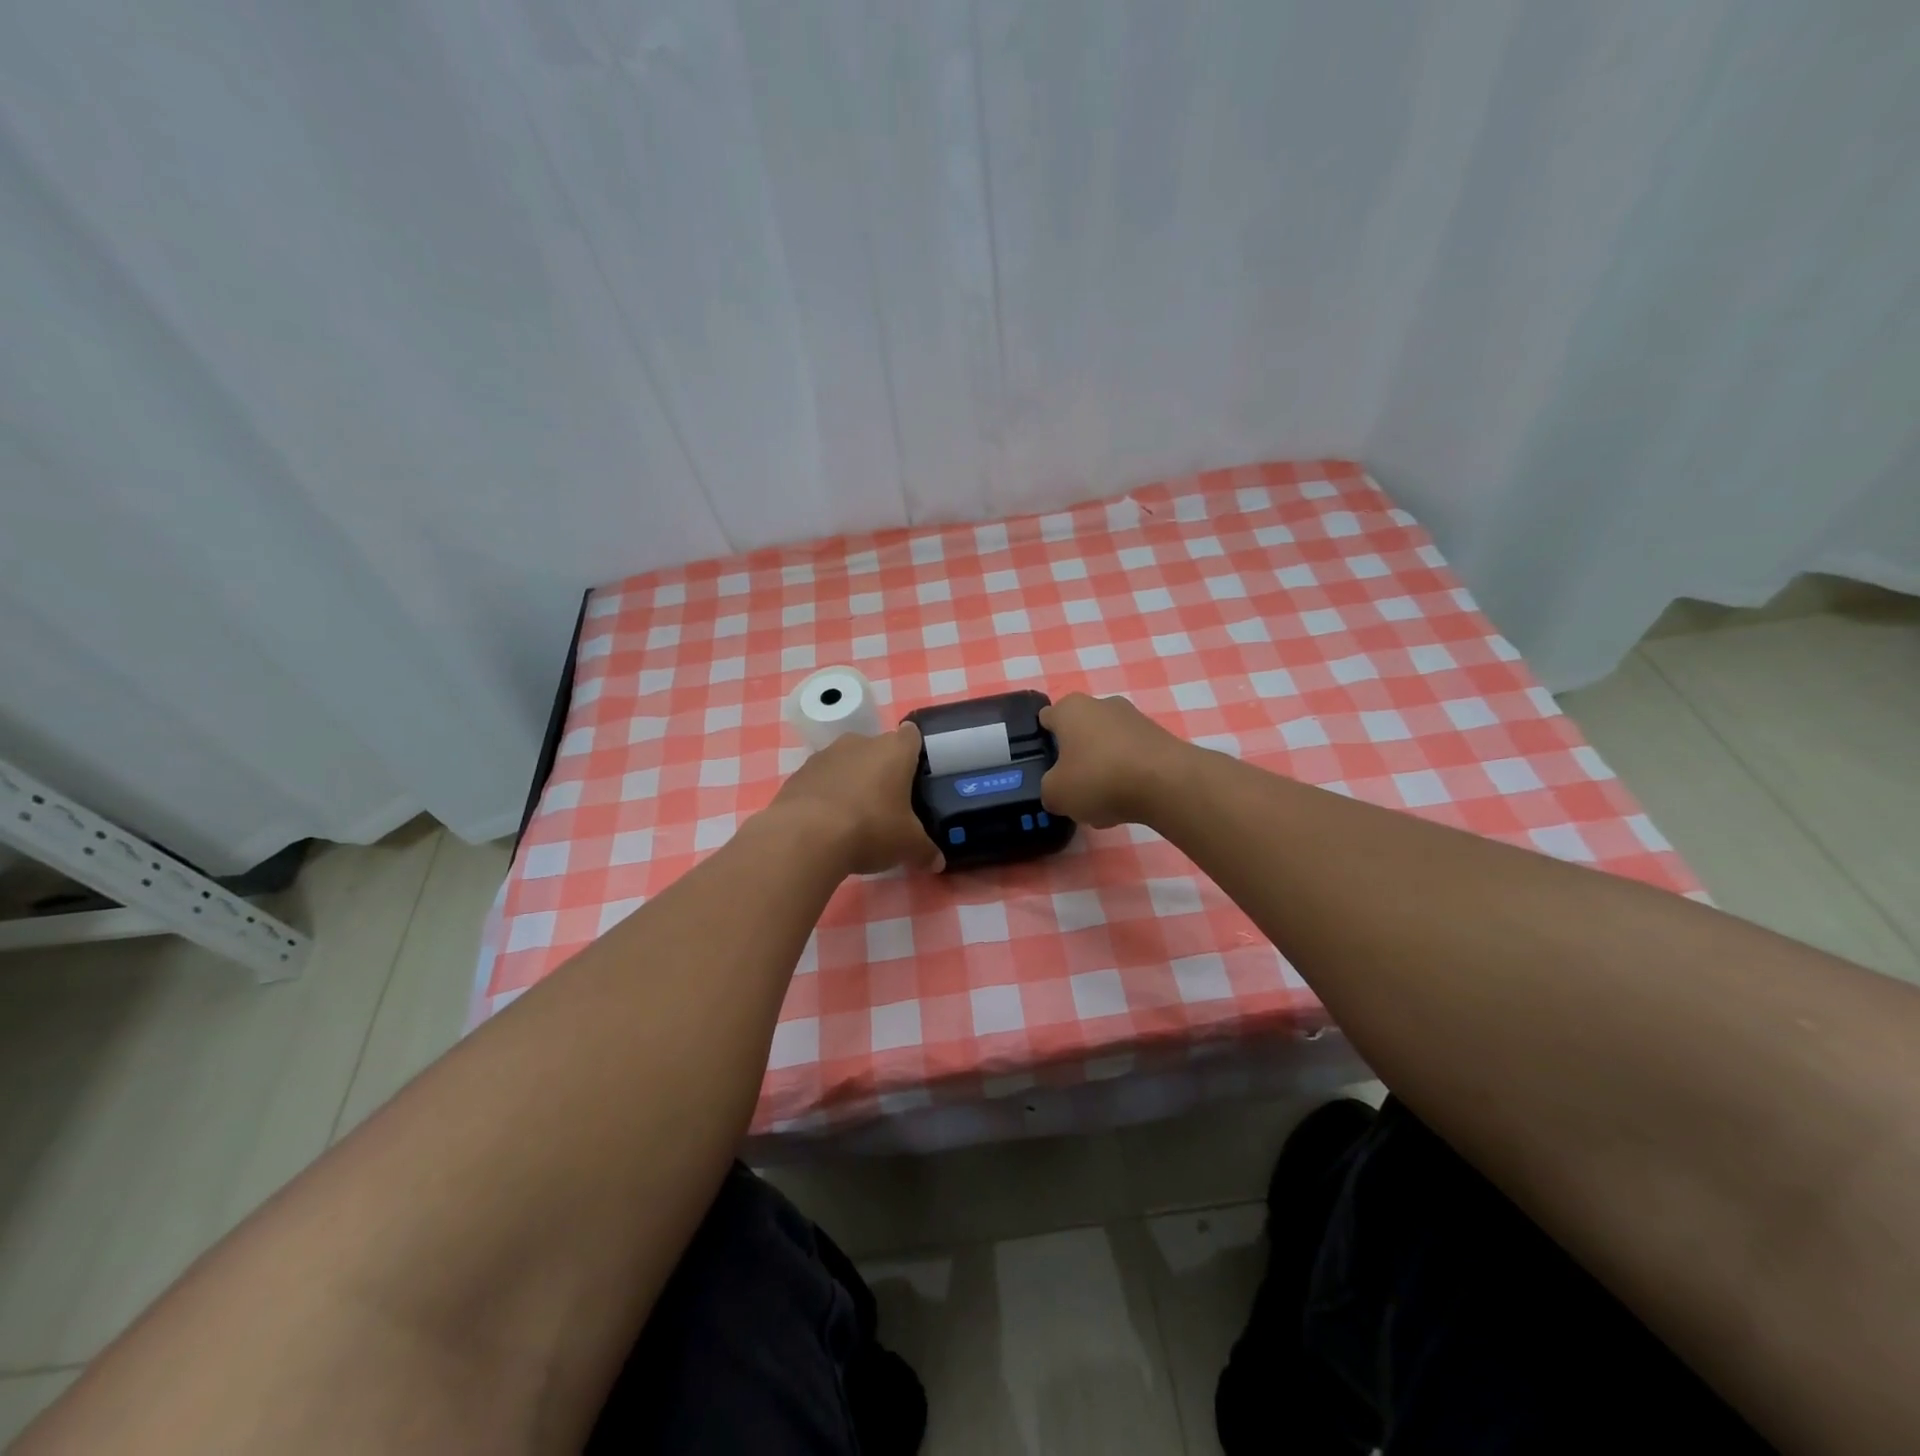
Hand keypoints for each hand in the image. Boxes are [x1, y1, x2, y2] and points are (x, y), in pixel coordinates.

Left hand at [768, 723, 943, 875]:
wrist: (804, 837)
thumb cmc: (870, 829)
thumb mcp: (908, 846)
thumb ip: (925, 851)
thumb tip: (937, 863)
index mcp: (894, 750)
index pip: (911, 735)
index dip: (915, 752)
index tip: (916, 774)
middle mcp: (859, 743)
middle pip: (877, 749)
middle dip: (882, 771)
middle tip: (888, 804)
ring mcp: (824, 755)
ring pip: (846, 763)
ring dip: (851, 782)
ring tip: (854, 817)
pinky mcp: (797, 774)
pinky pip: (819, 781)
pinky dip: (824, 796)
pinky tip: (826, 824)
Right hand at [1039, 692, 1188, 827]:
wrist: (1166, 783)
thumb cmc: (1099, 778)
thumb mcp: (1056, 793)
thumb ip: (1049, 789)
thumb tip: (1058, 790)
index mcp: (1070, 708)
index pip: (1047, 718)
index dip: (1043, 740)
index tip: (1044, 765)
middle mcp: (1102, 704)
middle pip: (1080, 733)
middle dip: (1076, 759)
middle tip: (1073, 789)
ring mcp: (1134, 718)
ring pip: (1107, 747)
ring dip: (1102, 771)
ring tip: (1103, 805)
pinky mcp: (1159, 737)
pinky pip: (1132, 758)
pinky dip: (1127, 776)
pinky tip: (1128, 802)